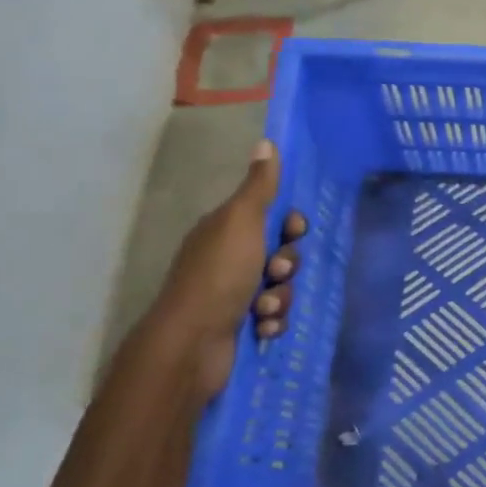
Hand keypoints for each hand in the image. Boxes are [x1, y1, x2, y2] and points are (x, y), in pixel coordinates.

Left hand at [151, 139, 307, 397]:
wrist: (192, 344)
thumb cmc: (218, 275)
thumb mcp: (242, 221)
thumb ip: (259, 186)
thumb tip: (266, 142)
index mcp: (225, 231)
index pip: (271, 217)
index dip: (290, 224)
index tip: (294, 231)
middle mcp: (227, 259)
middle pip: (280, 252)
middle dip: (287, 265)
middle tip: (276, 273)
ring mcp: (232, 294)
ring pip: (280, 287)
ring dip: (280, 297)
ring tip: (263, 309)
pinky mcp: (239, 326)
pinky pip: (274, 317)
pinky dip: (272, 322)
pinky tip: (261, 328)